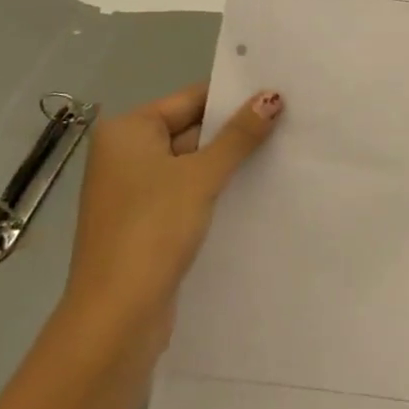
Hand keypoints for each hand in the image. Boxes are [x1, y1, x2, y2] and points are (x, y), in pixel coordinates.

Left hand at [61, 83, 282, 359]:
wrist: (116, 316)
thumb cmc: (153, 230)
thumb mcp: (202, 176)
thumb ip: (239, 136)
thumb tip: (272, 96)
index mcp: (127, 131)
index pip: (190, 99)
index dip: (234, 97)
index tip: (279, 93)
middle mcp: (125, 155)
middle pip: (191, 129)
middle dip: (235, 131)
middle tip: (291, 121)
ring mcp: (133, 191)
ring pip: (192, 164)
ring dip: (228, 163)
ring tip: (283, 151)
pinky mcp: (146, 223)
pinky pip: (186, 193)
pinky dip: (215, 190)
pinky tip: (255, 190)